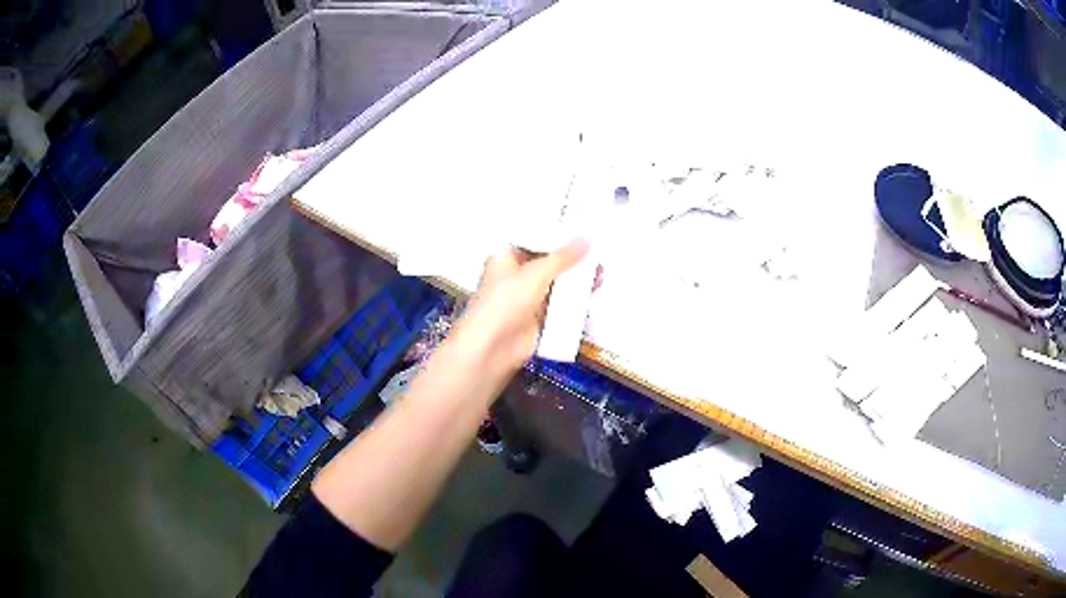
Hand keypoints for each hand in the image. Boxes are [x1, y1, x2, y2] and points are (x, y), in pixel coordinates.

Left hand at [454, 239, 589, 373]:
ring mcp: (529, 297)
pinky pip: (562, 303)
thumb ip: (563, 257)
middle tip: (596, 247)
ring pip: (558, 282)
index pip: (533, 238)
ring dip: (577, 276)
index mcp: (506, 257)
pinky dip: (577, 297)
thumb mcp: (535, 273)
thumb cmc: (503, 303)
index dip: (554, 233)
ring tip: (600, 268)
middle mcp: (517, 275)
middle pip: (548, 261)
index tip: (579, 227)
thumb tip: (586, 239)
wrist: (493, 348)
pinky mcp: (540, 317)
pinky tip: (594, 288)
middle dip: (571, 256)